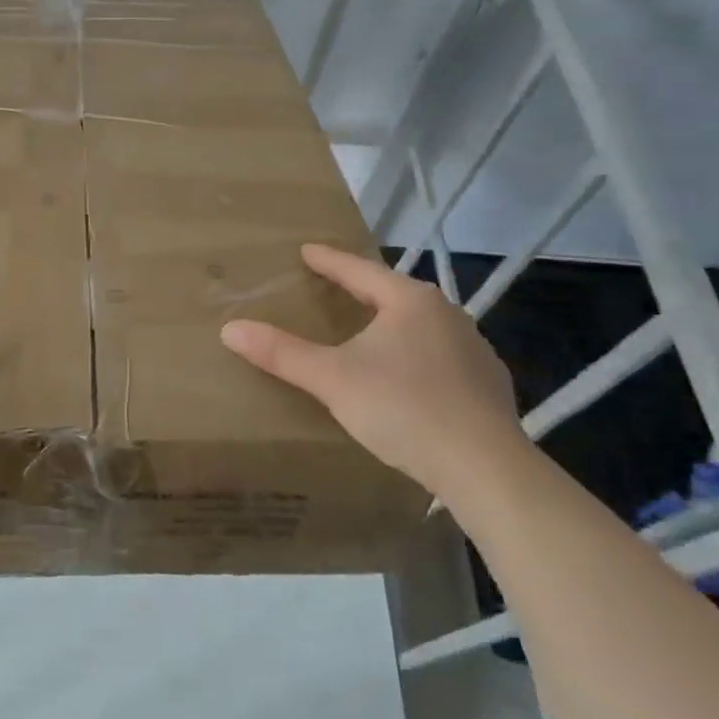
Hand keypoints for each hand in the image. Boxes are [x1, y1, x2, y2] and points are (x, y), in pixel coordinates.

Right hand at [219, 243, 524, 495]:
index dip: (329, 261)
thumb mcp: (332, 379)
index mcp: (410, 301)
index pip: (359, 271)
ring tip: (367, 335)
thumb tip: (230, 329)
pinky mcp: (489, 385)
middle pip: (393, 294)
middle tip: (332, 290)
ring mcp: (474, 350)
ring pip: (420, 327)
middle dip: (362, 292)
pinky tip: (406, 380)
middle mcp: (447, 315)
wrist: (484, 468)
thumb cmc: (402, 408)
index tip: (306, 251)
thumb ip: (282, 353)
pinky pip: (440, 357)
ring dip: (391, 326)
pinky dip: (415, 358)